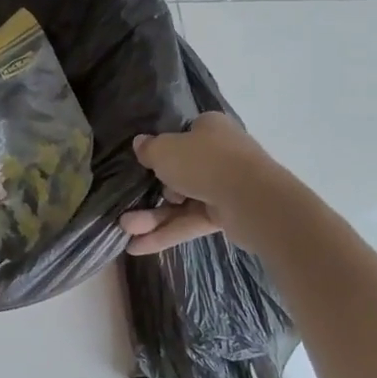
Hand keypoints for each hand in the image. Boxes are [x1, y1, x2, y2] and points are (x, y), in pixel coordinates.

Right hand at [120, 113, 275, 255]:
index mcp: (210, 129)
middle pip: (179, 172)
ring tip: (125, 229)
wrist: (252, 199)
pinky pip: (190, 222)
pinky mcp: (227, 215)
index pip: (183, 136)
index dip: (162, 149)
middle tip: (129, 201)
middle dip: (152, 191)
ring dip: (153, 217)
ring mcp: (225, 186)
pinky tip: (138, 248)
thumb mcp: (164, 150)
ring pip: (182, 201)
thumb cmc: (204, 162)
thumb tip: (140, 143)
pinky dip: (166, 233)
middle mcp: (220, 155)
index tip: (144, 163)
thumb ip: (148, 148)